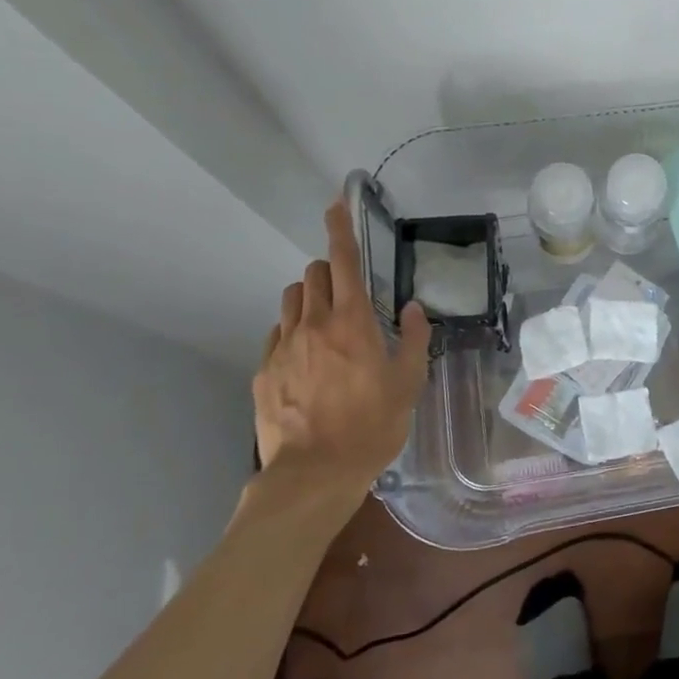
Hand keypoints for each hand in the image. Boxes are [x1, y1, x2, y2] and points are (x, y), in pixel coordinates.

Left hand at [252, 195, 431, 505]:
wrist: (313, 474)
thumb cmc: (372, 426)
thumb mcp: (408, 383)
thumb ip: (414, 339)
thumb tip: (414, 308)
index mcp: (352, 322)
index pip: (342, 261)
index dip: (340, 228)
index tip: (335, 204)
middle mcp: (313, 324)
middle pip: (312, 274)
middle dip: (329, 271)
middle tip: (349, 293)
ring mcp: (282, 347)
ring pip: (290, 300)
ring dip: (309, 298)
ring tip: (327, 324)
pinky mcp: (263, 371)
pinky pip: (278, 333)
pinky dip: (294, 331)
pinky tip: (308, 359)